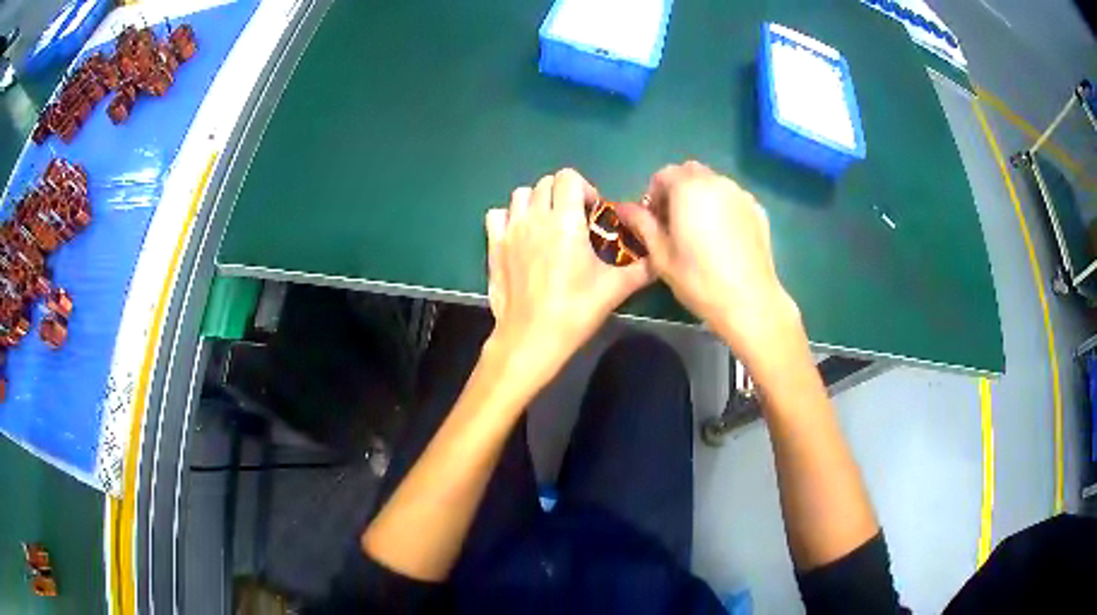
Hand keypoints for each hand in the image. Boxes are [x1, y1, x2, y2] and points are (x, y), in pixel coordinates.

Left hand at [485, 169, 651, 385]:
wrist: (531, 337)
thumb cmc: (575, 309)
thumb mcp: (614, 289)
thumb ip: (641, 269)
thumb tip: (659, 260)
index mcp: (565, 220)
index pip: (568, 177)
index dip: (584, 189)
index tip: (593, 213)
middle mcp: (535, 217)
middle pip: (546, 183)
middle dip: (563, 195)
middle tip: (574, 221)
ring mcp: (510, 230)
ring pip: (521, 195)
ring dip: (536, 202)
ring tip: (547, 225)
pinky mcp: (493, 245)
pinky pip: (497, 215)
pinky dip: (509, 217)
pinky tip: (520, 235)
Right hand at [616, 161, 799, 364]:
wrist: (749, 301)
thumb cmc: (698, 279)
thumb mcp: (661, 254)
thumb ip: (641, 224)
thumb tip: (622, 207)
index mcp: (688, 189)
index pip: (663, 174)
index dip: (654, 195)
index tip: (654, 221)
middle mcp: (716, 182)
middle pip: (690, 172)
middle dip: (678, 190)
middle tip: (675, 222)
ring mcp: (740, 194)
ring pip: (713, 183)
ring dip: (701, 196)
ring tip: (700, 230)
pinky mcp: (757, 209)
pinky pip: (733, 198)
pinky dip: (723, 207)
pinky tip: (724, 237)